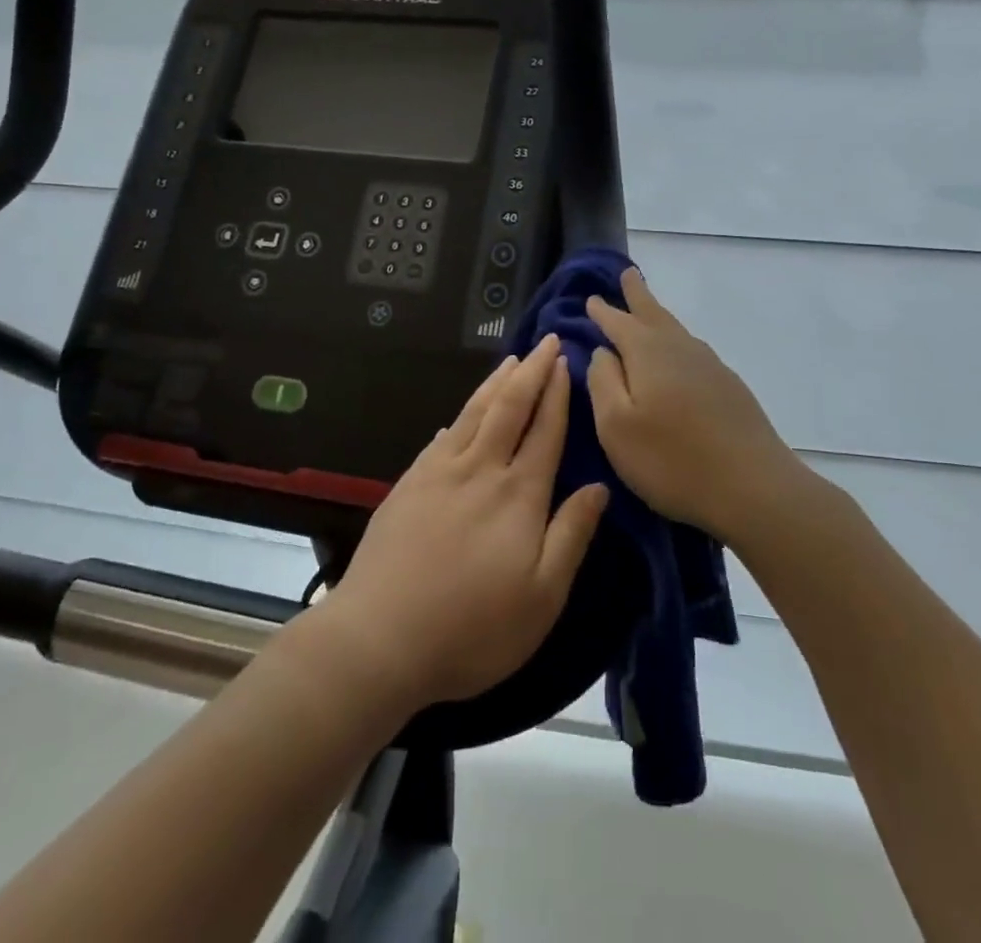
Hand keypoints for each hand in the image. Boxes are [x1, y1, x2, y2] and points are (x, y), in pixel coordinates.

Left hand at [322, 334, 609, 710]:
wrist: (381, 637)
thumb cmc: (473, 628)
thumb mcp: (542, 597)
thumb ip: (571, 535)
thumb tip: (599, 487)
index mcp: (518, 495)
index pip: (544, 431)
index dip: (557, 394)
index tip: (565, 362)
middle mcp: (480, 470)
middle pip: (510, 408)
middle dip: (531, 372)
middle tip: (545, 343)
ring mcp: (438, 474)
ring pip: (473, 414)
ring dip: (495, 384)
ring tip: (510, 361)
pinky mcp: (408, 485)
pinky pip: (440, 438)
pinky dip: (458, 418)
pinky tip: (458, 416)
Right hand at [586, 267, 801, 544]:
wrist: (754, 488)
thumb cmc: (672, 460)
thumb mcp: (616, 426)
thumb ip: (602, 381)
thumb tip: (602, 351)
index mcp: (648, 352)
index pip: (618, 321)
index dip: (602, 311)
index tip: (590, 298)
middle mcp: (680, 348)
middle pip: (653, 313)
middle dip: (637, 294)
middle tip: (628, 274)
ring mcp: (710, 366)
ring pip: (676, 331)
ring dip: (658, 316)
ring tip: (647, 310)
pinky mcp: (729, 388)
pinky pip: (692, 351)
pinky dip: (677, 342)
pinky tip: (678, 356)